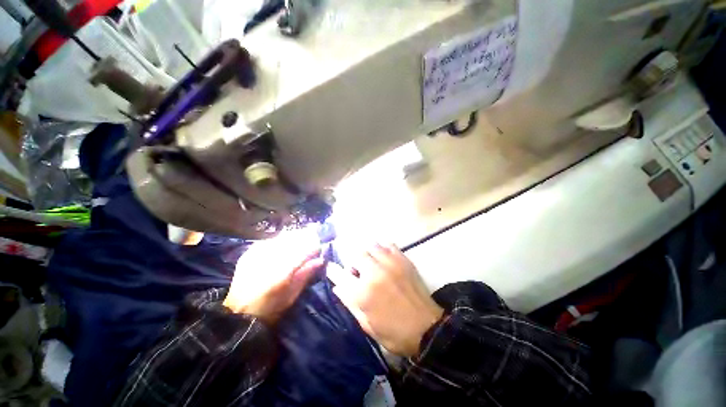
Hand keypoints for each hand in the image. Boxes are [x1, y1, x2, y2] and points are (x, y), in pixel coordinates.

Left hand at [224, 228, 323, 323]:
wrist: (237, 314)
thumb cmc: (269, 309)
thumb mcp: (292, 296)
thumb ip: (306, 274)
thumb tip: (320, 260)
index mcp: (282, 272)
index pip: (304, 250)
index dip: (314, 246)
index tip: (320, 247)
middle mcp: (269, 258)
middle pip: (293, 239)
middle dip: (306, 237)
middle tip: (313, 240)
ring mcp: (257, 253)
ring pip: (282, 237)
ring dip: (294, 237)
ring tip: (301, 241)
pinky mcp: (249, 253)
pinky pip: (271, 240)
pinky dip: (281, 241)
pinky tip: (284, 246)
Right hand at [328, 243, 443, 356]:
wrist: (427, 328)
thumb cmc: (394, 332)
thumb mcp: (367, 325)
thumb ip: (350, 303)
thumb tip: (337, 286)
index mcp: (363, 292)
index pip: (340, 274)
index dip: (333, 270)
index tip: (331, 268)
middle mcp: (375, 272)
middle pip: (356, 254)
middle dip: (353, 262)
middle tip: (357, 272)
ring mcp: (390, 263)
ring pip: (371, 246)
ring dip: (366, 253)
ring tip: (370, 263)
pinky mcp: (403, 260)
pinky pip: (388, 244)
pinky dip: (382, 248)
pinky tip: (383, 257)